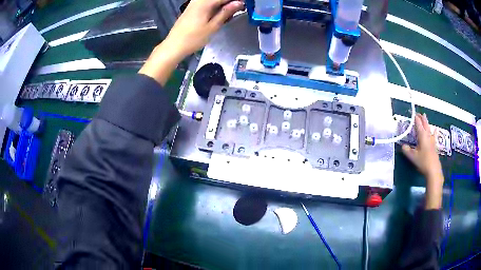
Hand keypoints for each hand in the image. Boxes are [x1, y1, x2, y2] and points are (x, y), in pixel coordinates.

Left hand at [165, 0, 244, 59]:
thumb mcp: (213, 26)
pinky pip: (206, 2)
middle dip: (230, 2)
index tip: (244, 5)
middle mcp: (198, 0)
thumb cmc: (193, 38)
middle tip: (238, 9)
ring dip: (223, 4)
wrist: (174, 46)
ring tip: (231, 12)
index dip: (236, 1)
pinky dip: (215, 6)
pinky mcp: (191, 7)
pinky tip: (220, 13)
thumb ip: (226, 12)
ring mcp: (194, 3)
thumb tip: (239, 2)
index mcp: (205, 2)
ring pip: (213, 0)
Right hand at [401, 113, 443, 208]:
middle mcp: (427, 135)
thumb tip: (403, 146)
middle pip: (424, 123)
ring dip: (426, 122)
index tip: (412, 113)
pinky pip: (433, 134)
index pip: (418, 123)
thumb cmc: (423, 161)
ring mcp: (432, 140)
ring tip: (424, 117)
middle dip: (421, 117)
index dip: (415, 118)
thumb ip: (407, 150)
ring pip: (429, 128)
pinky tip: (435, 130)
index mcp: (422, 135)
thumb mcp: (412, 157)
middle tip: (418, 113)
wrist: (433, 170)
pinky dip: (433, 131)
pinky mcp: (434, 145)